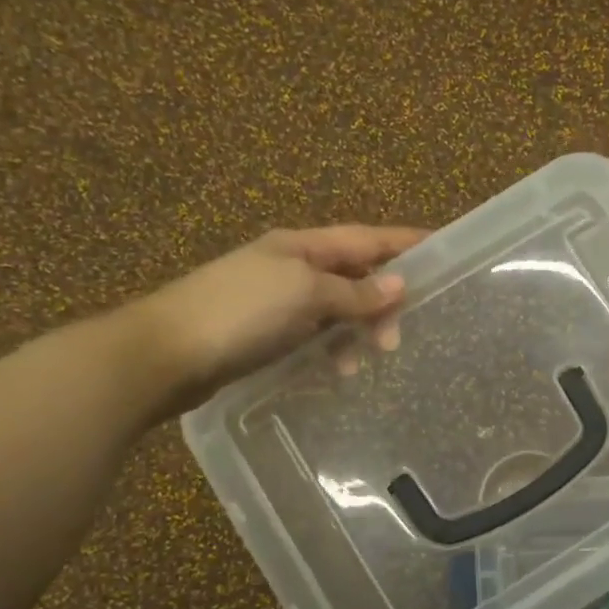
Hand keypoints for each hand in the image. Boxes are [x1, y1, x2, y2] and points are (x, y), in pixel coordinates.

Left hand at [134, 224, 426, 416]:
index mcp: (303, 246)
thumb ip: (354, 291)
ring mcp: (276, 300)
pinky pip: (313, 335)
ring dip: (355, 331)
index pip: (367, 238)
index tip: (443, 249)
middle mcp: (292, 267)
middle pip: (354, 275)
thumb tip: (398, 284)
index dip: (404, 243)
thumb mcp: (306, 294)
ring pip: (335, 309)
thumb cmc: (240, 312)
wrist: (166, 353)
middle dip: (381, 302)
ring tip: (364, 360)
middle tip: (396, 337)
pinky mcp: (264, 333)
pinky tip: (333, 371)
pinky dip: (329, 349)